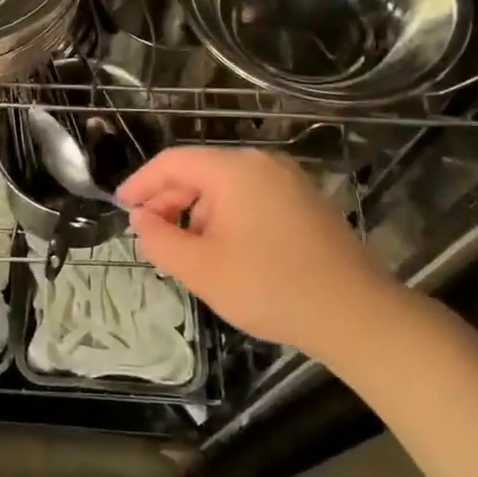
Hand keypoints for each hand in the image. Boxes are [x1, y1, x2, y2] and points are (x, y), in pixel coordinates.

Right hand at [117, 146, 421, 358]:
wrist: (356, 314)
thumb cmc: (269, 287)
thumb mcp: (200, 268)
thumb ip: (160, 239)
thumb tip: (141, 218)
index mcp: (233, 169)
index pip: (173, 162)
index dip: (141, 183)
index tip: (121, 207)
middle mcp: (262, 163)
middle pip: (200, 171)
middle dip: (169, 201)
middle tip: (149, 234)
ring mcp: (288, 181)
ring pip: (226, 186)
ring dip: (197, 212)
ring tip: (185, 249)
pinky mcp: (305, 202)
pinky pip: (251, 197)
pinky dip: (226, 216)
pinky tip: (223, 249)